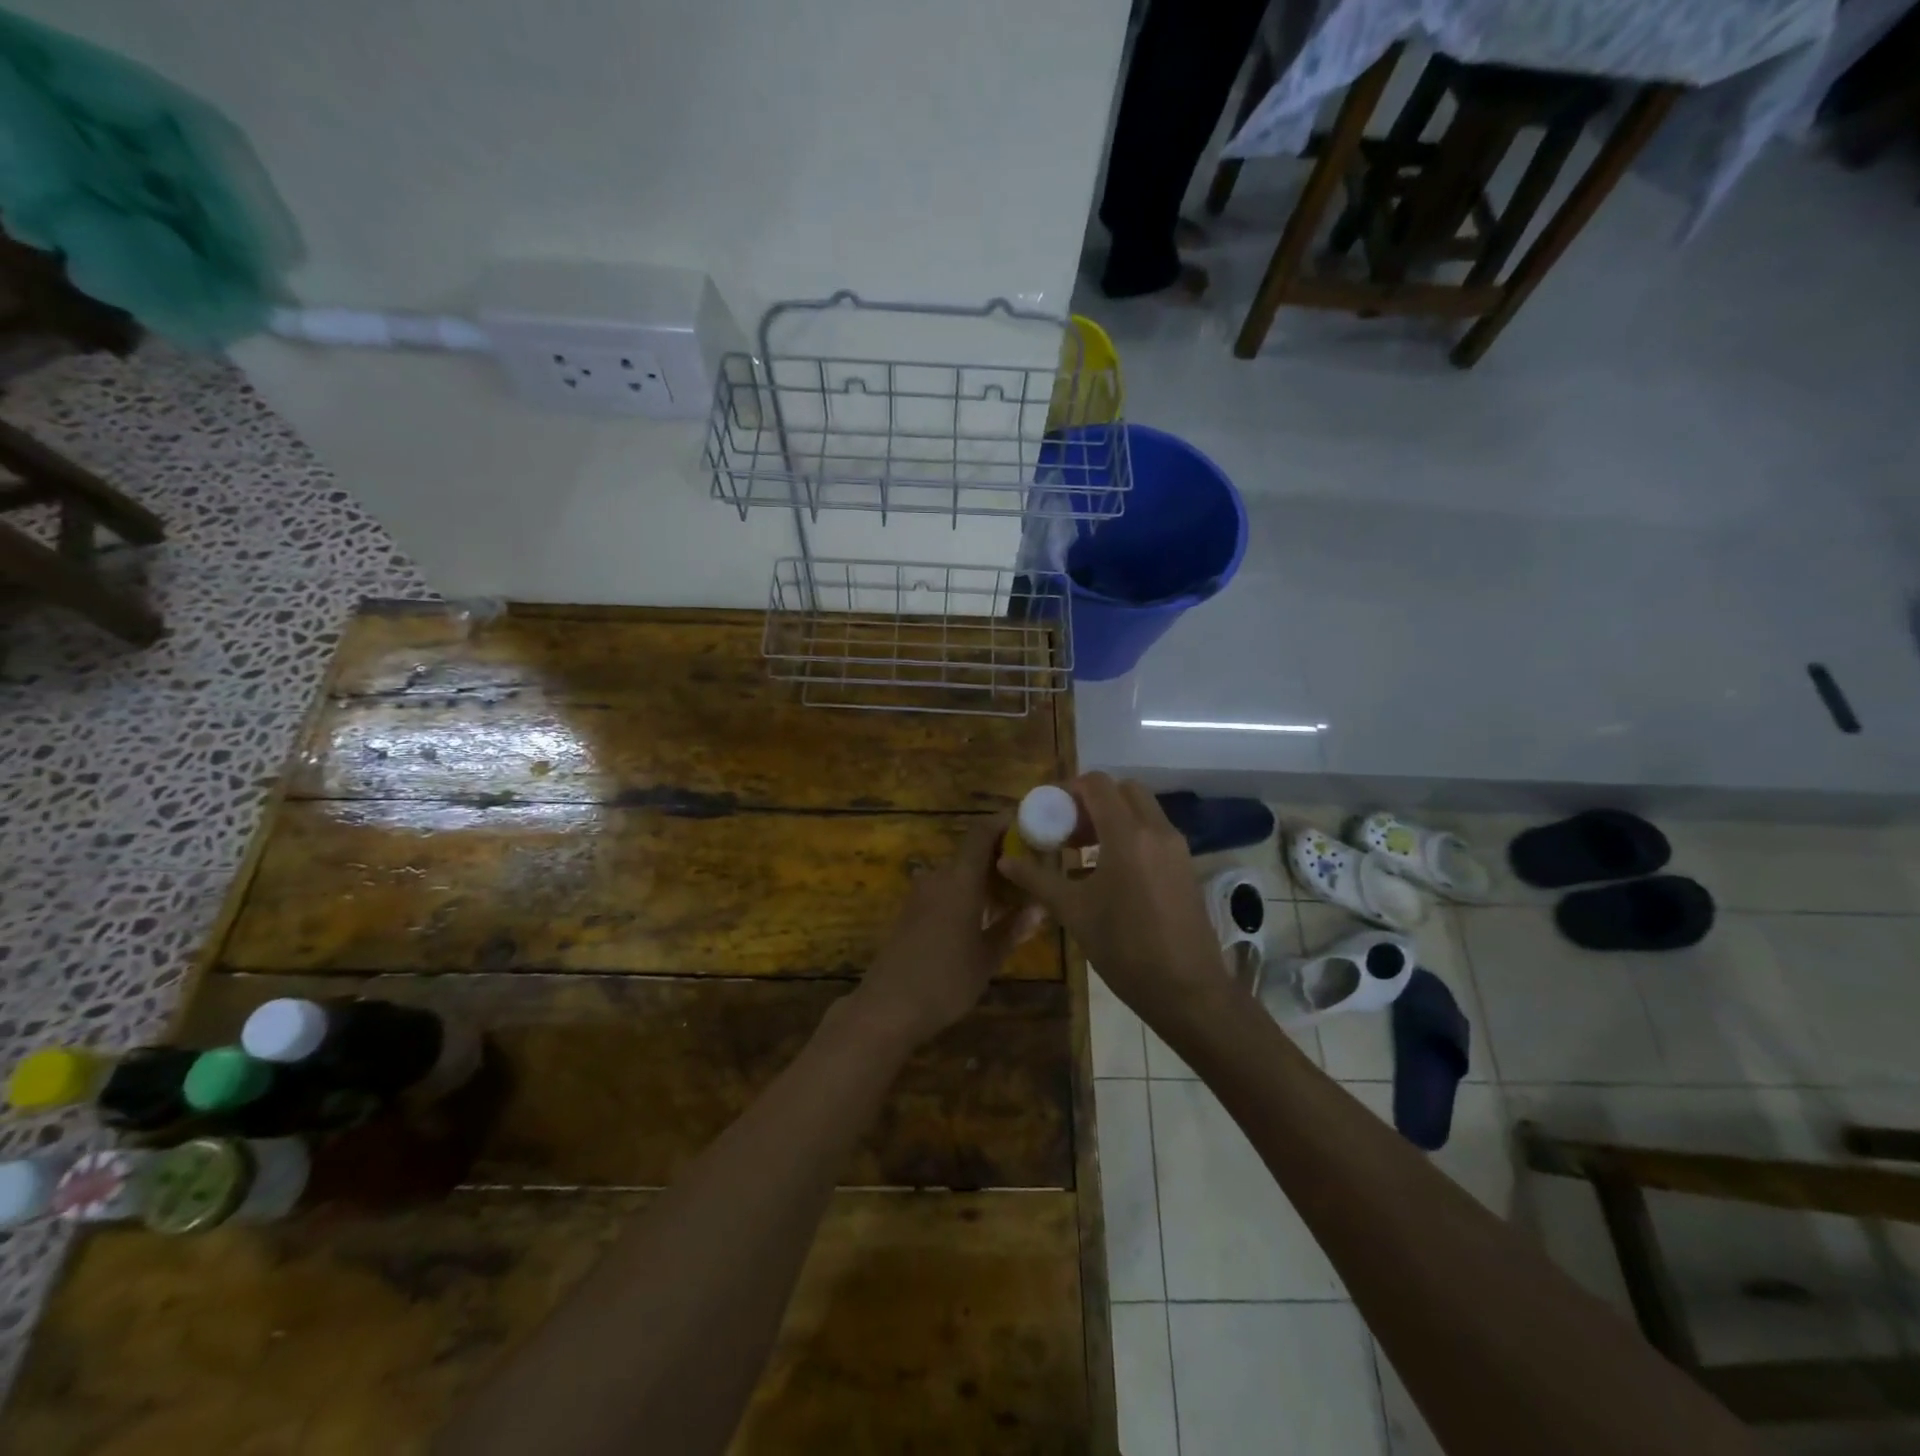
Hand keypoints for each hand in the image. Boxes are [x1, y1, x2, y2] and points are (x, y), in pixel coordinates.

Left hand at [848, 817, 1046, 1052]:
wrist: (887, 1006)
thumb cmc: (945, 980)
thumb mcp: (987, 958)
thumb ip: (1012, 928)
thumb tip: (1038, 908)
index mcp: (960, 880)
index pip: (981, 833)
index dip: (1002, 823)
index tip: (1027, 824)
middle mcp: (938, 878)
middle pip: (971, 854)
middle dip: (1000, 859)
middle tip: (1030, 873)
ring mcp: (921, 894)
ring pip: (958, 874)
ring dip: (983, 880)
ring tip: (1012, 899)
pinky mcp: (911, 912)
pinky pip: (945, 890)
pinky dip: (966, 894)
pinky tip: (982, 918)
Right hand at [996, 773, 1233, 1034]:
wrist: (1188, 990)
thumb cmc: (1125, 949)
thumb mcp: (1074, 913)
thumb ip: (1038, 880)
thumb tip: (1005, 860)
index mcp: (1128, 835)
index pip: (1098, 784)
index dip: (1070, 789)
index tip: (1049, 811)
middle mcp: (1156, 831)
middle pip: (1123, 790)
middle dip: (1093, 800)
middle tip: (1068, 829)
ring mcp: (1177, 848)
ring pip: (1142, 810)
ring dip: (1113, 817)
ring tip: (1084, 851)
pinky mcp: (1186, 866)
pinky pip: (1155, 832)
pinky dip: (1131, 834)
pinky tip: (1111, 871)